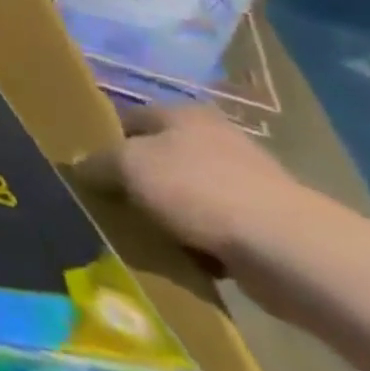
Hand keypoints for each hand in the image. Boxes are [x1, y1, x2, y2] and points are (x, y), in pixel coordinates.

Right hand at [76, 104, 315, 266]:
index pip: (128, 118)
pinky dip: (196, 241)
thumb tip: (80, 165)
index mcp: (182, 113)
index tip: (86, 169)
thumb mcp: (128, 166)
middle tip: (111, 204)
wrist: (289, 250)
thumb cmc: (198, 190)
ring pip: (184, 194)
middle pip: (157, 156)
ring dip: (166, 214)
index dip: (104, 140)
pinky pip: (212, 227)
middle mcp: (214, 138)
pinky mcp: (264, 222)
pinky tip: (182, 257)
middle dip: (136, 181)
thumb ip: (97, 162)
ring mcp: (244, 181)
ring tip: (143, 235)